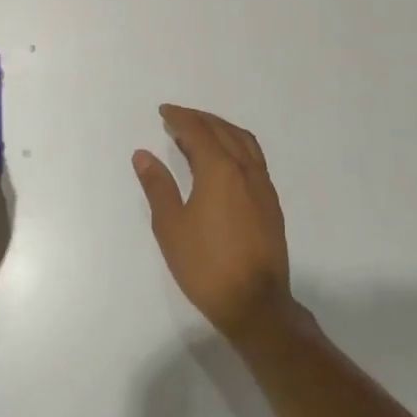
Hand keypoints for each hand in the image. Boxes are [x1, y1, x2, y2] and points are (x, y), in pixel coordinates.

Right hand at [133, 105, 293, 339]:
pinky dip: (237, 146)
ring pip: (244, 142)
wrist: (255, 304)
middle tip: (178, 118)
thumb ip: (158, 186)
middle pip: (223, 130)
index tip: (164, 112)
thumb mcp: (171, 226)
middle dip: (200, 119)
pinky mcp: (271, 204)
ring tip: (201, 132)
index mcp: (220, 170)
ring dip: (221, 129)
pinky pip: (254, 159)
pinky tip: (226, 161)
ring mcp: (263, 187)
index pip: (198, 131)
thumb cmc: (206, 265)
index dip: (180, 118)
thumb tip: (144, 155)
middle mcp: (245, 170)